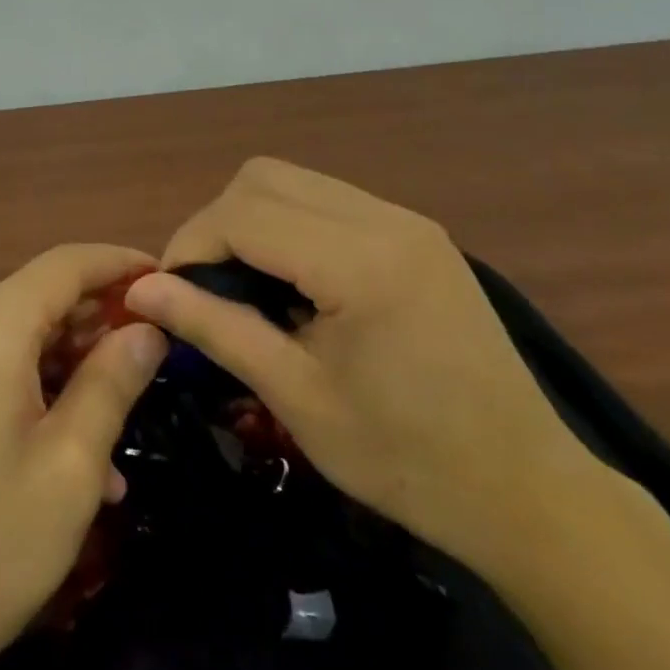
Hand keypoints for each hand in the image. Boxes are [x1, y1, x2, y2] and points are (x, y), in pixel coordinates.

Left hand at [0, 244, 167, 669]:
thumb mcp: (70, 467)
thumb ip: (113, 383)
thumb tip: (147, 329)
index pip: (68, 263)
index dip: (121, 264)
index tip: (169, 282)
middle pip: (44, 296)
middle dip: (102, 319)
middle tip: (157, 354)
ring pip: (24, 337)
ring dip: (76, 366)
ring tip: (125, 416)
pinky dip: (42, 391)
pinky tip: (77, 454)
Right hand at [122, 158, 601, 578]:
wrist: (528, 492)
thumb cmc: (408, 462)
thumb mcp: (298, 399)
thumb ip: (215, 329)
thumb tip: (140, 290)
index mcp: (361, 263)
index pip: (243, 213)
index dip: (191, 244)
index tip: (169, 292)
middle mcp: (385, 219)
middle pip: (264, 177)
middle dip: (218, 223)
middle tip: (206, 287)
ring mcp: (406, 219)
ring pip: (294, 180)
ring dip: (253, 220)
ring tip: (246, 285)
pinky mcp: (416, 232)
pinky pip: (328, 200)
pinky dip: (290, 225)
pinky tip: (295, 282)